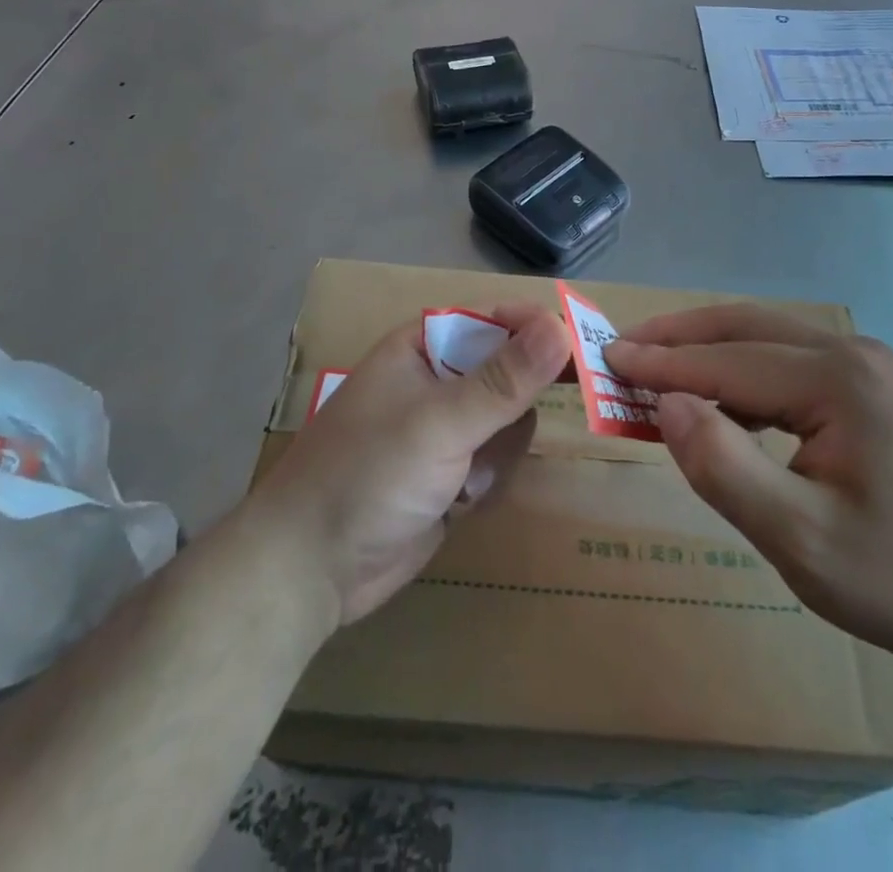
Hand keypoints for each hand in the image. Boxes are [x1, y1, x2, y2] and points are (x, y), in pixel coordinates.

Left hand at [248, 304, 571, 628]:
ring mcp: (444, 428)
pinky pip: (497, 457)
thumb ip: (504, 379)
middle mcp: (438, 378)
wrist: (308, 572)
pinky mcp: (450, 472)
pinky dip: (490, 477)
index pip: (498, 319)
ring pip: (510, 417)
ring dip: (501, 447)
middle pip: (510, 368)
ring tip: (472, 477)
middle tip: (551, 416)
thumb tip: (561, 325)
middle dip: (523, 397)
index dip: (539, 330)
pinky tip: (463, 500)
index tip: (584, 349)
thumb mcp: (439, 423)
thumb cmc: (367, 476)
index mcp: (424, 346)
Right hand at [604, 306, 892, 663]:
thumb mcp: (798, 539)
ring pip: (766, 338)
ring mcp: (866, 365)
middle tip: (622, 346)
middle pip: (745, 327)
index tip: (605, 357)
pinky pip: (788, 361)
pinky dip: (740, 369)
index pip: (727, 360)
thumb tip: (665, 405)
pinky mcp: (870, 386)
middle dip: (679, 335)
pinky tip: (720, 397)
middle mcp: (852, 353)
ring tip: (656, 365)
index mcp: (839, 379)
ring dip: (707, 347)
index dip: (661, 362)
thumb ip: (723, 467)